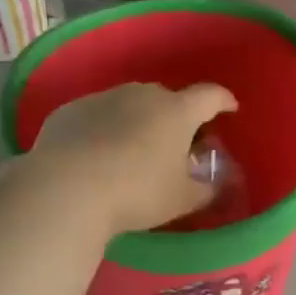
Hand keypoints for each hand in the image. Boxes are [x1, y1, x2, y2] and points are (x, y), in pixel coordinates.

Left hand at [26, 82, 237, 235]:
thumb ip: (206, 189)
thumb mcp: (181, 199)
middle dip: (175, 118)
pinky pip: (96, 117)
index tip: (229, 108)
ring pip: (129, 106)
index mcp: (177, 111)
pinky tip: (95, 156)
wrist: (66, 189)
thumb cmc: (136, 193)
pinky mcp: (70, 110)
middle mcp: (141, 95)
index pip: (210, 96)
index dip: (223, 101)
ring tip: (131, 152)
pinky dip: (103, 130)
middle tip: (175, 144)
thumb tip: (216, 182)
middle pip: (167, 100)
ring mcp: (102, 98)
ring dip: (136, 122)